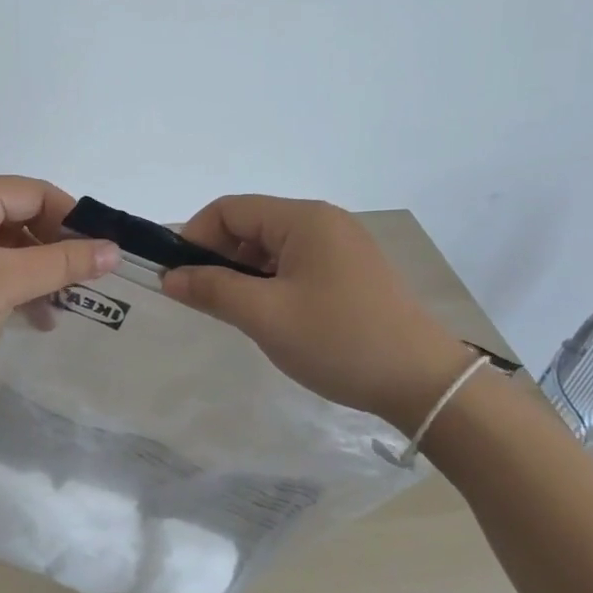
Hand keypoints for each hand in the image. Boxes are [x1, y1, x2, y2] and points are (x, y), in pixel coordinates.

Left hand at [0, 175, 120, 389]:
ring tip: (64, 308)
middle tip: (87, 285)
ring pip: (6, 247)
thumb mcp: (5, 281)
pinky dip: (12, 287)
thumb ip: (62, 263)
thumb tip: (113, 251)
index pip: (37, 192)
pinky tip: (35, 318)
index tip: (104, 254)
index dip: (74, 220)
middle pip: (22, 218)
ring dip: (36, 275)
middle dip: (55, 252)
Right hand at [161, 195, 470, 431]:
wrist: (423, 383)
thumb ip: (212, 290)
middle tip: (206, 301)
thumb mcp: (265, 315)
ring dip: (244, 275)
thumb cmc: (338, 340)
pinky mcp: (351, 272)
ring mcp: (341, 247)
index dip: (194, 237)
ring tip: (239, 314)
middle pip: (249, 226)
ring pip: (270, 248)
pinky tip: (272, 317)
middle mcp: (323, 222)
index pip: (229, 210)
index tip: (178, 278)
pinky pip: (295, 265)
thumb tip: (170, 278)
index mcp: (303, 219)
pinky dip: (271, 284)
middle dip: (218, 258)